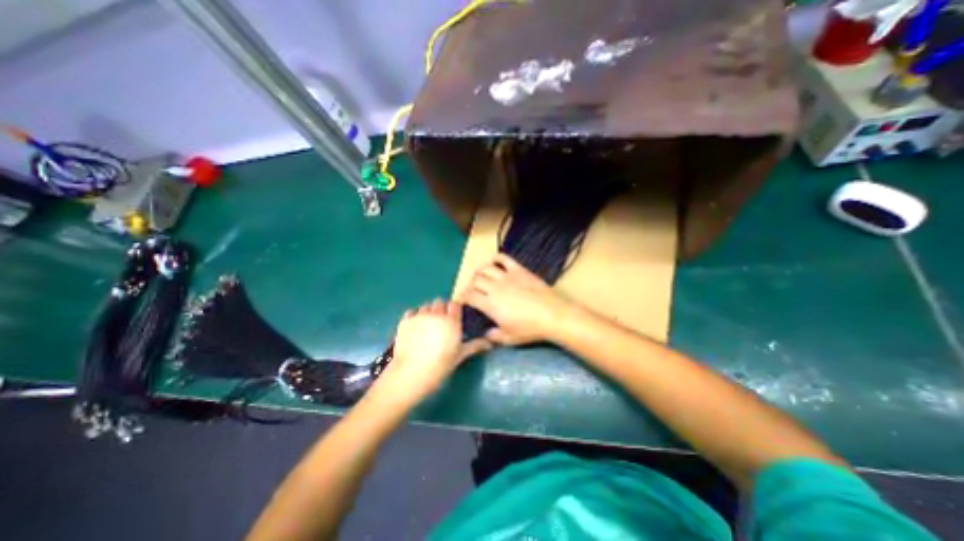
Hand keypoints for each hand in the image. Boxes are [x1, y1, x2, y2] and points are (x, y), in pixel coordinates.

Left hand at [373, 298, 489, 404]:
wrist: (411, 374)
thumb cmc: (440, 366)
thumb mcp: (460, 356)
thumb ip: (475, 345)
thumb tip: (490, 343)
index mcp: (451, 321)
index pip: (454, 304)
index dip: (454, 309)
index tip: (454, 317)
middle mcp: (436, 314)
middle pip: (440, 302)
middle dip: (442, 309)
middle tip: (441, 322)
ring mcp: (419, 316)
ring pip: (426, 306)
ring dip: (429, 311)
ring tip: (428, 325)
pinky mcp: (405, 320)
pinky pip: (412, 311)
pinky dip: (415, 316)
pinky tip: (416, 327)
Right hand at [464, 254, 574, 345]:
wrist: (552, 315)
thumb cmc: (529, 329)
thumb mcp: (508, 338)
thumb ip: (493, 336)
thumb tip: (486, 334)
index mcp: (490, 304)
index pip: (469, 295)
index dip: (462, 297)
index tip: (462, 300)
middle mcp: (495, 287)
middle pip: (475, 280)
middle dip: (470, 285)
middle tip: (472, 290)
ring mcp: (507, 276)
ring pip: (486, 268)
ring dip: (480, 272)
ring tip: (480, 276)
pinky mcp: (519, 269)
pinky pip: (504, 259)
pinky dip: (496, 258)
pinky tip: (494, 263)